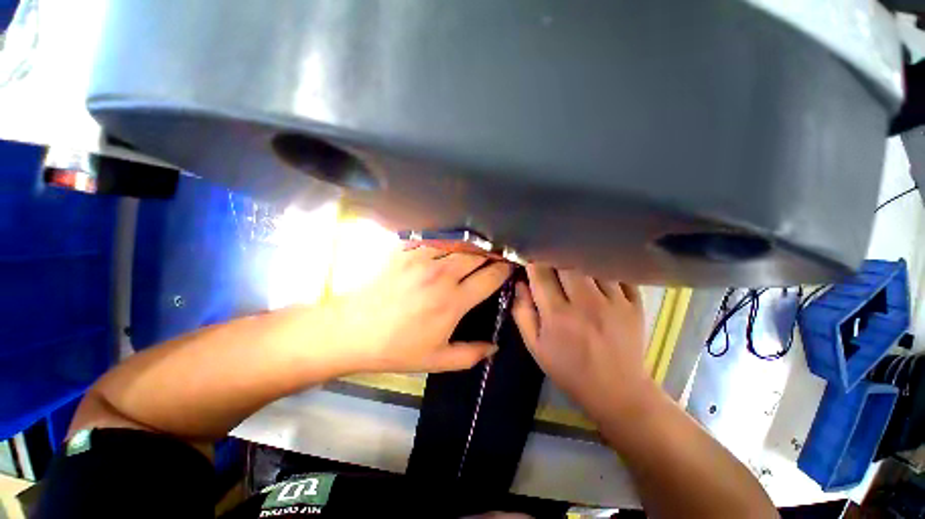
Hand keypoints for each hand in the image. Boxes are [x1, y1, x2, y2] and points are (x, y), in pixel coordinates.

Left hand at [329, 245, 511, 372]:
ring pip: (458, 243)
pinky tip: (449, 243)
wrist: (353, 331)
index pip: (490, 277)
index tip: (510, 266)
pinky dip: (446, 239)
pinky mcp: (405, 251)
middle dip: (493, 253)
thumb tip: (495, 347)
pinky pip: (433, 238)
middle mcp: (442, 275)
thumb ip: (471, 355)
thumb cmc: (397, 348)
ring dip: (472, 245)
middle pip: (478, 254)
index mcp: (453, 301)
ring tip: (477, 247)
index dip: (505, 269)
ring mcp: (422, 259)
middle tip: (498, 254)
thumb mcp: (437, 360)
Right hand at [512, 265, 655, 419]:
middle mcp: (586, 303)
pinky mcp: (634, 304)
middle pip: (566, 263)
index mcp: (558, 315)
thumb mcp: (535, 346)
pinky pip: (617, 273)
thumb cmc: (568, 369)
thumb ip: (522, 312)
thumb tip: (519, 282)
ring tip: (572, 266)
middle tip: (550, 262)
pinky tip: (596, 273)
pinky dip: (603, 268)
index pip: (541, 273)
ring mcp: (614, 301)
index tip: (530, 258)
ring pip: (591, 264)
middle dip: (554, 258)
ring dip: (578, 262)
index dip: (533, 261)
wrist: (616, 391)